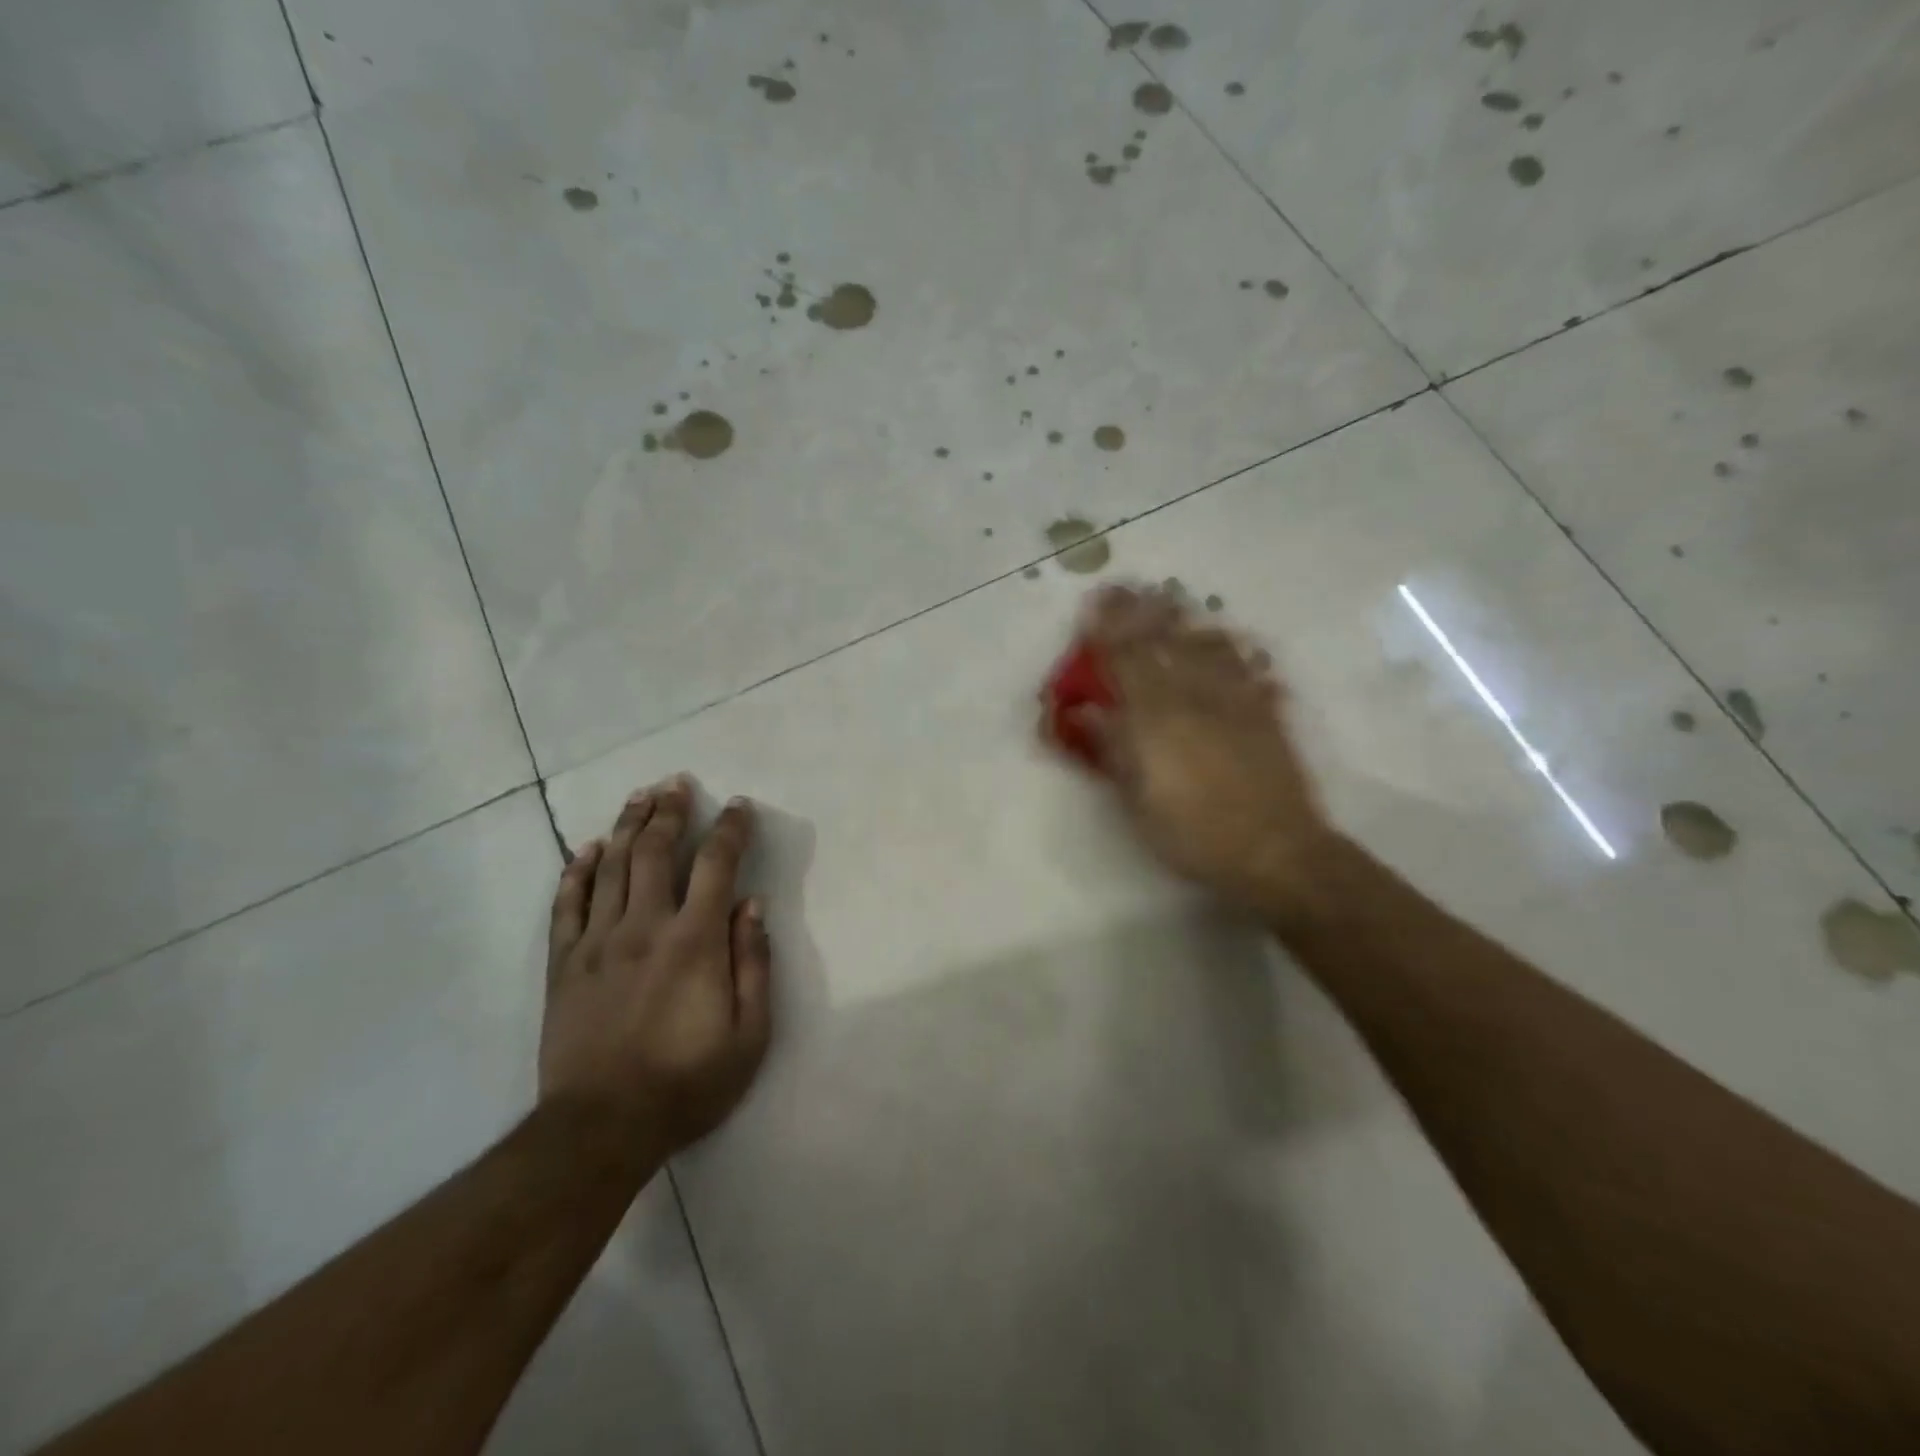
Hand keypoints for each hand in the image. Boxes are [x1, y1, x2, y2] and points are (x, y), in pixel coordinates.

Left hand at [540, 775, 771, 1154]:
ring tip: (639, 796)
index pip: (716, 865)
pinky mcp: (563, 964)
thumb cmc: (687, 1083)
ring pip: (610, 867)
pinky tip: (584, 849)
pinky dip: (575, 871)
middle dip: (669, 811)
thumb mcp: (750, 1035)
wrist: (601, 1129)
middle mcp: (644, 927)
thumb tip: (752, 906)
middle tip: (677, 782)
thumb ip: (754, 964)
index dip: (730, 829)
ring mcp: (597, 942)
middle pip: (654, 851)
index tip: (738, 806)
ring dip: (626, 826)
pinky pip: (567, 905)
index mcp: (694, 941)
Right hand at [1067, 584, 1337, 921]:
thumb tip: (1089, 713)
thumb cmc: (1193, 833)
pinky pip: (1247, 667)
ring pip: (1207, 646)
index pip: (1126, 660)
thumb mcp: (1137, 799)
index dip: (1109, 629)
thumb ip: (1113, 749)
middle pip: (1165, 642)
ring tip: (1172, 598)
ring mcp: (1235, 701)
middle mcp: (1194, 697)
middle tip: (1129, 586)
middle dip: (1143, 611)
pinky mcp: (1266, 713)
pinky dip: (1234, 648)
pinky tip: (1230, 639)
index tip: (1096, 602)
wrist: (1274, 850)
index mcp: (1156, 718)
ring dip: (1185, 619)